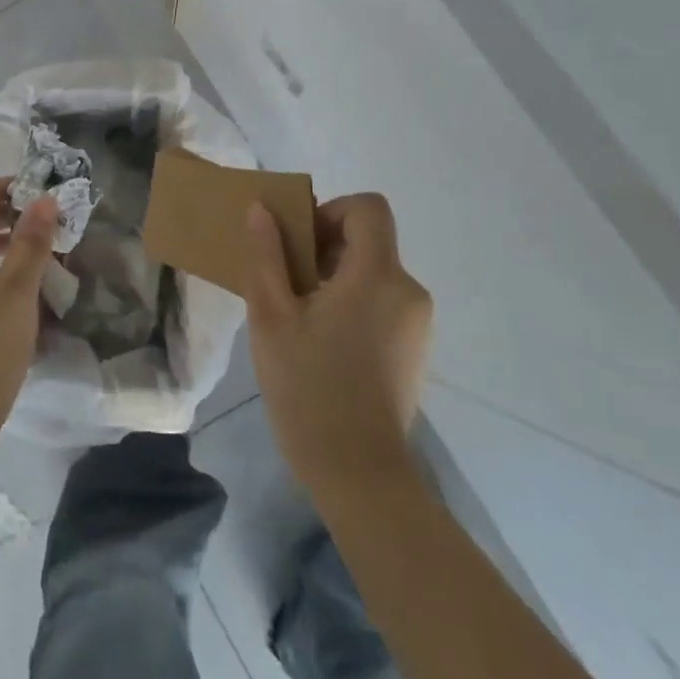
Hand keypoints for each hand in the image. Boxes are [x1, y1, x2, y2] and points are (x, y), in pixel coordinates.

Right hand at [244, 193, 432, 494]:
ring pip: (373, 273)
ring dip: (334, 278)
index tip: (299, 243)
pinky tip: (323, 343)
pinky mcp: (415, 348)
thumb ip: (267, 255)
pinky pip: (382, 302)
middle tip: (285, 283)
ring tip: (298, 317)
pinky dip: (351, 303)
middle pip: (369, 240)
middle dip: (324, 248)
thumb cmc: (308, 386)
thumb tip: (261, 209)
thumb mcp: (271, 315)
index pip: (368, 208)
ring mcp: (417, 322)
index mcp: (377, 275)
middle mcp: (408, 290)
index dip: (330, 210)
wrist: (357, 470)